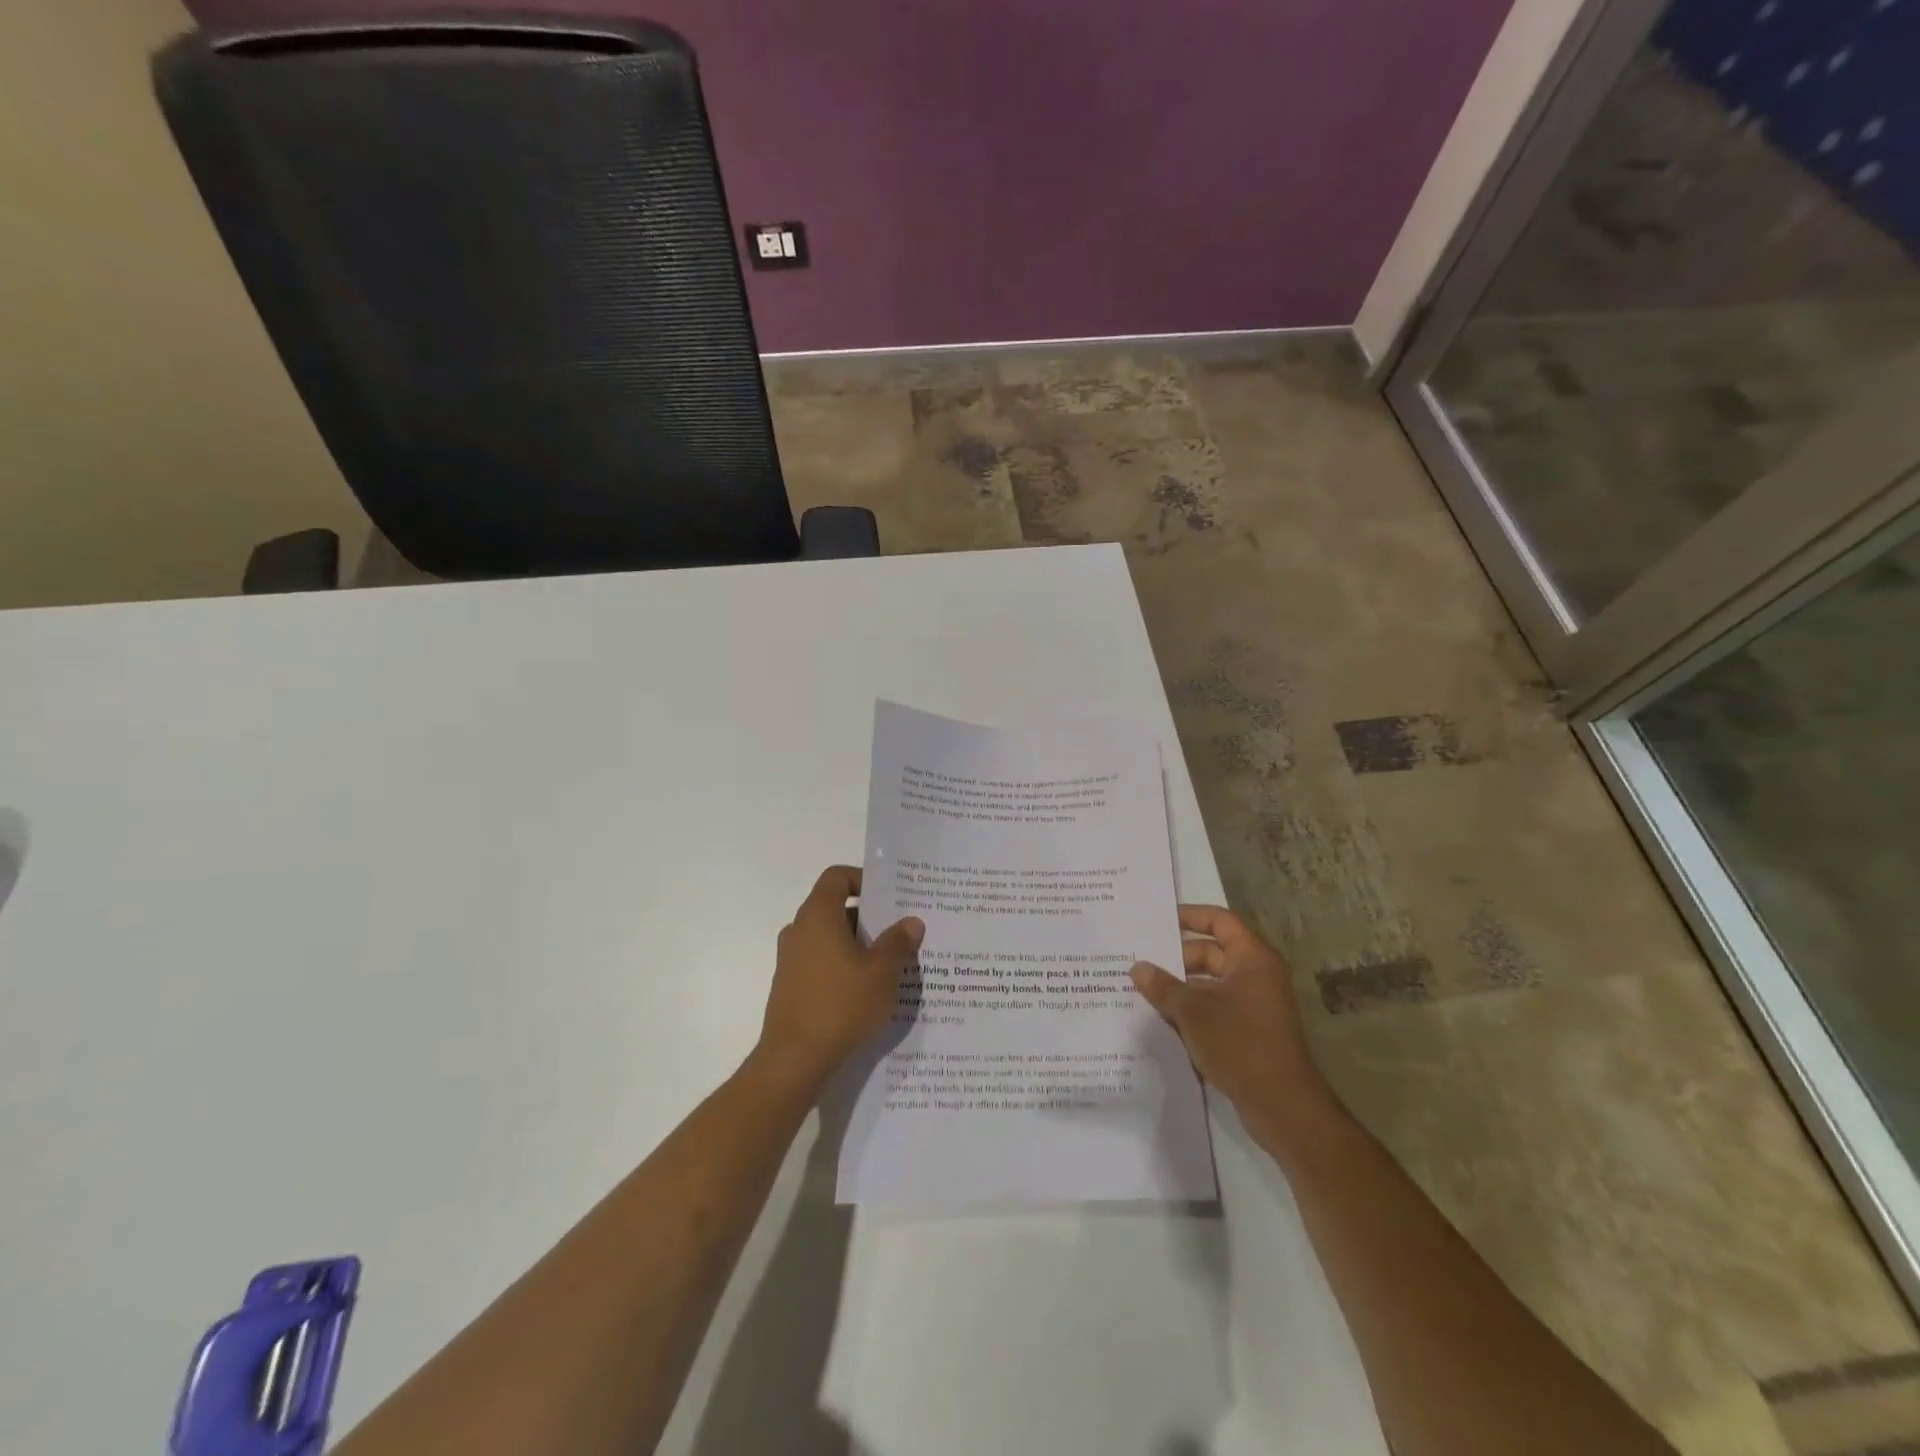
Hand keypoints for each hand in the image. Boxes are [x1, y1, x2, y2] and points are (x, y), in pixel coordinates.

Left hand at [755, 865, 924, 1096]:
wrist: (794, 1060)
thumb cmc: (841, 1005)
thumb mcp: (882, 972)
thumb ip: (898, 942)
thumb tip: (912, 921)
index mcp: (818, 915)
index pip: (837, 876)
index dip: (863, 879)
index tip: (889, 897)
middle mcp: (799, 930)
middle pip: (835, 907)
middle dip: (869, 917)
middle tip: (900, 932)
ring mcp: (791, 959)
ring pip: (829, 937)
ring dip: (858, 944)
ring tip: (890, 963)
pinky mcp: (790, 985)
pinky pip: (821, 961)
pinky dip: (842, 966)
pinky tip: (867, 990)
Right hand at [1131, 906, 1335, 1147]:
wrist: (1283, 1106)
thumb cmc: (1240, 1044)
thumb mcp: (1192, 1012)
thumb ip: (1162, 986)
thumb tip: (1137, 967)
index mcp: (1252, 959)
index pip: (1220, 921)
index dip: (1190, 916)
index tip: (1158, 921)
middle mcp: (1257, 975)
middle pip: (1212, 953)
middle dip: (1176, 957)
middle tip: (1139, 961)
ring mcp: (1255, 1005)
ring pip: (1210, 984)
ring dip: (1180, 986)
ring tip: (1143, 990)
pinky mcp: (1250, 1032)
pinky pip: (1216, 1008)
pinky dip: (1192, 1010)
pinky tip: (1162, 1019)